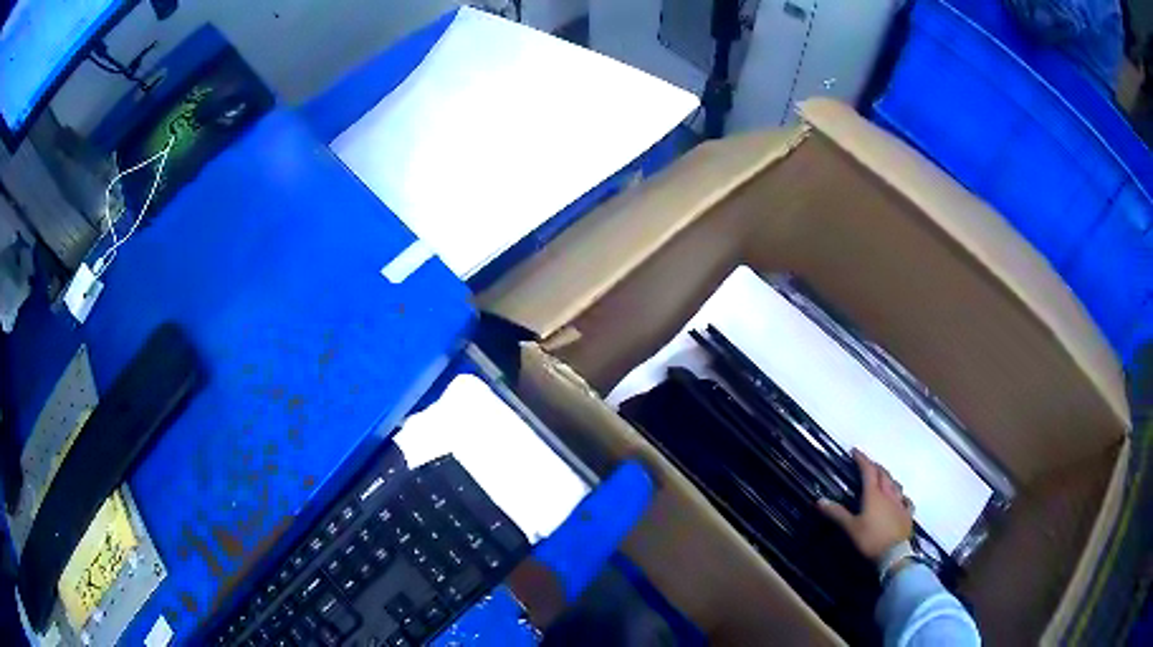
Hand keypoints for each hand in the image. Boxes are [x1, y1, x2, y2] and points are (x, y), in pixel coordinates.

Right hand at [818, 449, 912, 561]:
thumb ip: (836, 514)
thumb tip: (819, 500)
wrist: (894, 554)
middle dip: (875, 467)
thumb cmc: (870, 539)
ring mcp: (900, 504)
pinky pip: (906, 500)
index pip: (868, 471)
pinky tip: (901, 498)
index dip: (862, 460)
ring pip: (896, 485)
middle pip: (883, 475)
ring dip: (889, 478)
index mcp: (874, 495)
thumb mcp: (850, 528)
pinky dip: (902, 496)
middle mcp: (888, 494)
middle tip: (867, 464)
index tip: (855, 451)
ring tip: (884, 478)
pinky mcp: (907, 514)